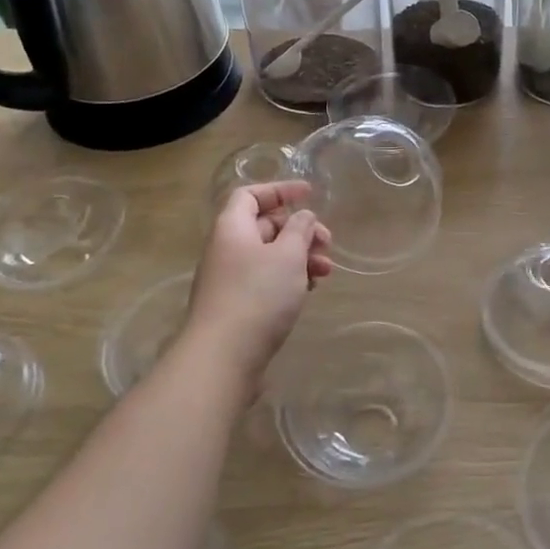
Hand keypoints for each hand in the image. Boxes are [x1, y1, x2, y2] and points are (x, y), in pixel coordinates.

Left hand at [186, 182, 332, 393]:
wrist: (223, 358)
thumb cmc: (258, 295)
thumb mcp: (288, 255)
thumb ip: (300, 229)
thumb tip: (302, 216)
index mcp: (233, 227)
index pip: (251, 194)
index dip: (280, 190)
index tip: (310, 194)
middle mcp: (226, 248)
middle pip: (264, 225)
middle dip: (299, 230)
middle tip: (327, 242)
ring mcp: (229, 279)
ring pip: (269, 255)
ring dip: (300, 256)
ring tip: (326, 271)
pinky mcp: (236, 306)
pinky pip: (265, 280)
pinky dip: (289, 278)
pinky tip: (309, 291)